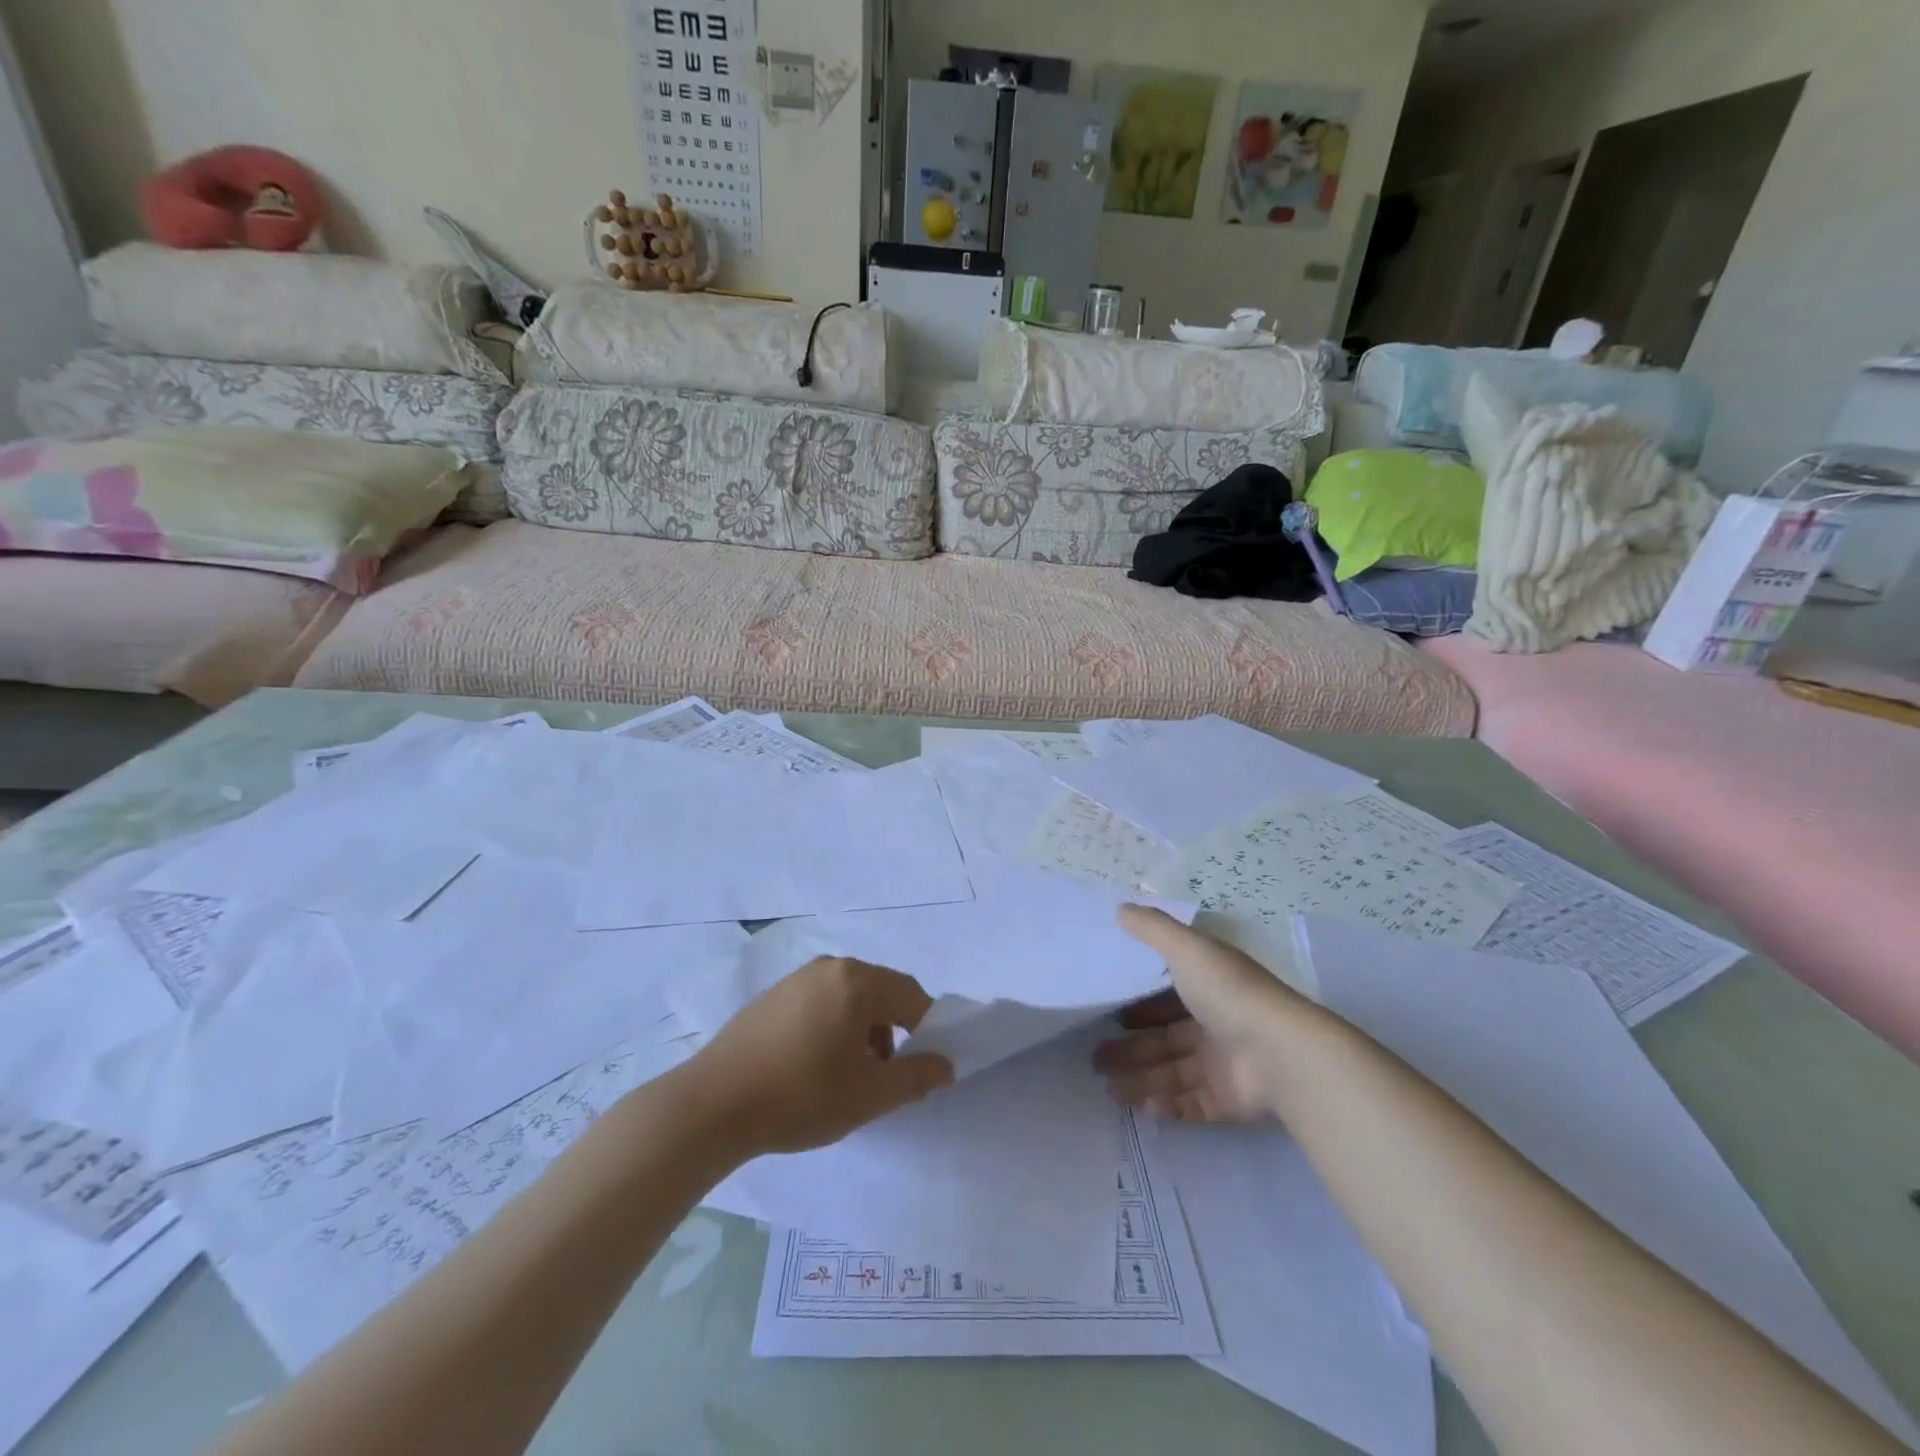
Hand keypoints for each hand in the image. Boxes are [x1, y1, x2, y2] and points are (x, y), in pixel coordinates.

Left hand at [681, 956, 954, 1156]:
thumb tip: (945, 1065)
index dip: (927, 1031)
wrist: (713, 1106)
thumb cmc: (802, 1094)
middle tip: (884, 1078)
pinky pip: (819, 1006)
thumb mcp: (870, 1095)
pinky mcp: (771, 998)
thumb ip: (916, 1077)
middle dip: (893, 1034)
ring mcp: (796, 980)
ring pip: (849, 1001)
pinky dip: (832, 1031)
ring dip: (862, 1034)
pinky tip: (813, 1071)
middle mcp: (829, 968)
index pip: (911, 995)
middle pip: (879, 994)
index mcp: (857, 980)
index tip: (922, 1068)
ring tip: (847, 1080)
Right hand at [1093, 905, 1302, 1123]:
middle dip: (1130, 1048)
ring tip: (1108, 1089)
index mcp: (1209, 987)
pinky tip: (1142, 1108)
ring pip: (1172, 1074)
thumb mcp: (1187, 948)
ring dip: (1140, 1081)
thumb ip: (1152, 928)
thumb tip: (1121, 908)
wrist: (1280, 1054)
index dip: (1139, 1004)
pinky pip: (1192, 1105)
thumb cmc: (1228, 993)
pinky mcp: (1228, 1102)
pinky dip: (1167, 1108)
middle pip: (1165, 1039)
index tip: (1107, 1010)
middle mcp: (1216, 1025)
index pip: (1168, 996)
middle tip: (1095, 1057)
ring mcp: (1223, 1066)